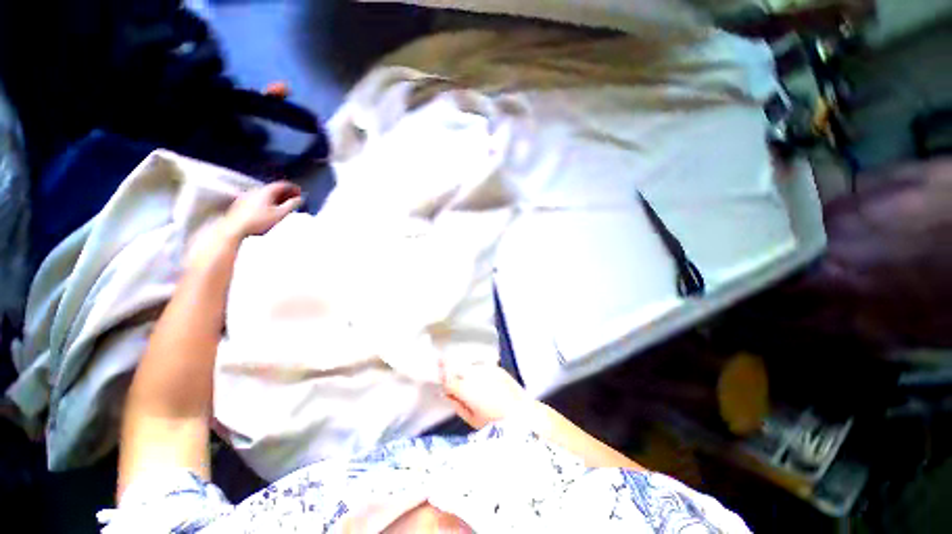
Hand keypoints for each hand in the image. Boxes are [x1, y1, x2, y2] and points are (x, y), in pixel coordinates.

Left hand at [222, 181, 302, 238]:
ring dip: (277, 198)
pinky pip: (259, 199)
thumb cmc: (257, 221)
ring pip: (266, 194)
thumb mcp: (280, 214)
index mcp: (266, 191)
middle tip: (294, 199)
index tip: (300, 192)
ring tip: (284, 206)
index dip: (293, 188)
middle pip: (274, 189)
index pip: (282, 185)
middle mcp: (256, 191)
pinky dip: (268, 202)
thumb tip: (299, 200)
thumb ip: (291, 205)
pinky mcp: (243, 203)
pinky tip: (271, 210)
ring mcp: (248, 196)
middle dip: (286, 194)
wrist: (235, 228)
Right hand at [440, 359, 533, 429]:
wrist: (525, 415)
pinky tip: (480, 381)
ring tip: (463, 378)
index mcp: (467, 390)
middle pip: (456, 366)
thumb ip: (456, 404)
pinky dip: (476, 371)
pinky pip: (480, 367)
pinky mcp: (496, 368)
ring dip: (463, 369)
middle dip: (448, 367)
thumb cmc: (498, 424)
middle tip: (442, 367)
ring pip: (468, 365)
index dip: (440, 375)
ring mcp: (487, 369)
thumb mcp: (472, 419)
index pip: (447, 378)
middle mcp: (476, 375)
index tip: (436, 373)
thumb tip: (445, 394)